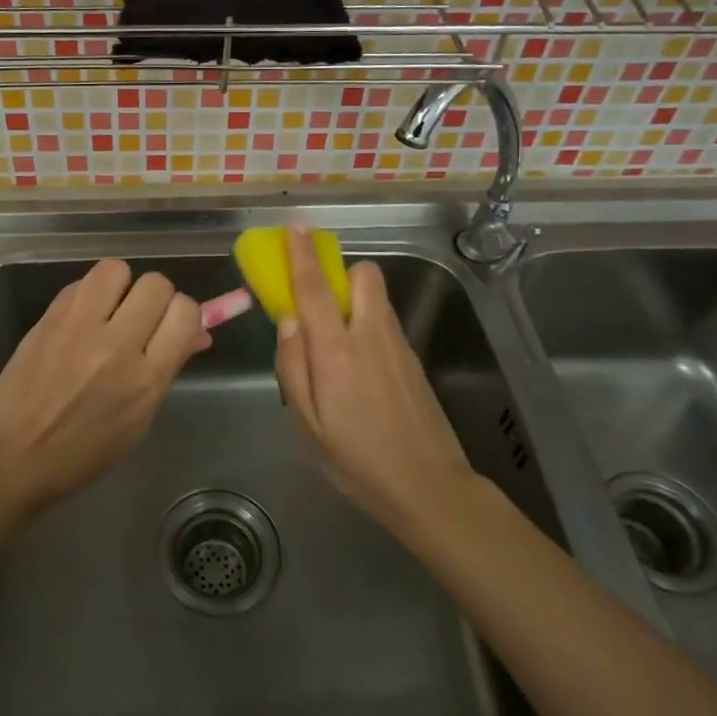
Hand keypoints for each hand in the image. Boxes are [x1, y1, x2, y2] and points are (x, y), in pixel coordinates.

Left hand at [0, 259, 208, 512]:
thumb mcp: (139, 419)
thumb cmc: (84, 450)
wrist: (14, 454)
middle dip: (156, 297)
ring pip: (117, 269)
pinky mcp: (49, 317)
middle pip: (156, 284)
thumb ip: (167, 369)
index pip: (185, 312)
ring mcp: (79, 327)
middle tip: (141, 318)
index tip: (172, 327)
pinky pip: (81, 283)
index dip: (184, 314)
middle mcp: (117, 346)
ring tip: (112, 308)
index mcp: (146, 380)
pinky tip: (83, 317)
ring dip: (121, 285)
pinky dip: (89, 294)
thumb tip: (196, 333)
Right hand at [274, 227, 475, 533]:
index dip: (302, 256)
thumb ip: (293, 368)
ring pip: (378, 298)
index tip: (296, 228)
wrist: (429, 487)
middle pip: (364, 275)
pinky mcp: (414, 360)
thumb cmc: (357, 461)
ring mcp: (399, 346)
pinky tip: (361, 369)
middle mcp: (371, 336)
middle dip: (342, 273)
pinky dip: (369, 324)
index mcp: (337, 351)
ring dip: (356, 298)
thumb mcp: (308, 425)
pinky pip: (386, 323)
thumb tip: (288, 322)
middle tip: (322, 302)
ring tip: (338, 341)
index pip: (315, 289)